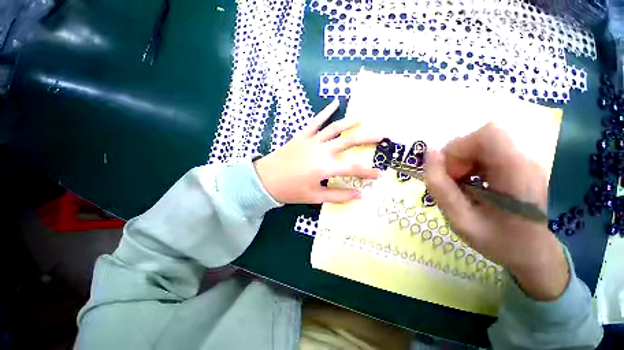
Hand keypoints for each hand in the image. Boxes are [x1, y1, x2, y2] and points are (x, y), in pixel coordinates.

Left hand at [254, 100, 381, 203]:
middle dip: (367, 138)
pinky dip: (325, 111)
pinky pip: (315, 121)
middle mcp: (321, 150)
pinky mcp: (302, 136)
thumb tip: (359, 195)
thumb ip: (338, 196)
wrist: (265, 180)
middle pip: (348, 141)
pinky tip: (335, 103)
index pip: (353, 168)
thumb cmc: (290, 190)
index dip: (368, 171)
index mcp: (324, 167)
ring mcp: (311, 141)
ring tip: (363, 119)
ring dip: (350, 122)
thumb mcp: (314, 197)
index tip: (380, 173)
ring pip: (334, 128)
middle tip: (382, 135)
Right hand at [425, 123, 568, 300]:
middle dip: (456, 158)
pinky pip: (486, 154)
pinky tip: (473, 186)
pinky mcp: (518, 166)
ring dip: (462, 163)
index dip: (460, 148)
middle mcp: (524, 161)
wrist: (535, 255)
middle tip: (454, 184)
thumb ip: (440, 187)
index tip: (451, 174)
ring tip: (463, 187)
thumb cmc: (500, 243)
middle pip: (481, 139)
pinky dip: (470, 166)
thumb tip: (429, 153)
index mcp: (517, 173)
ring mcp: (523, 162)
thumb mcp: (461, 221)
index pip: (488, 134)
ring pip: (480, 145)